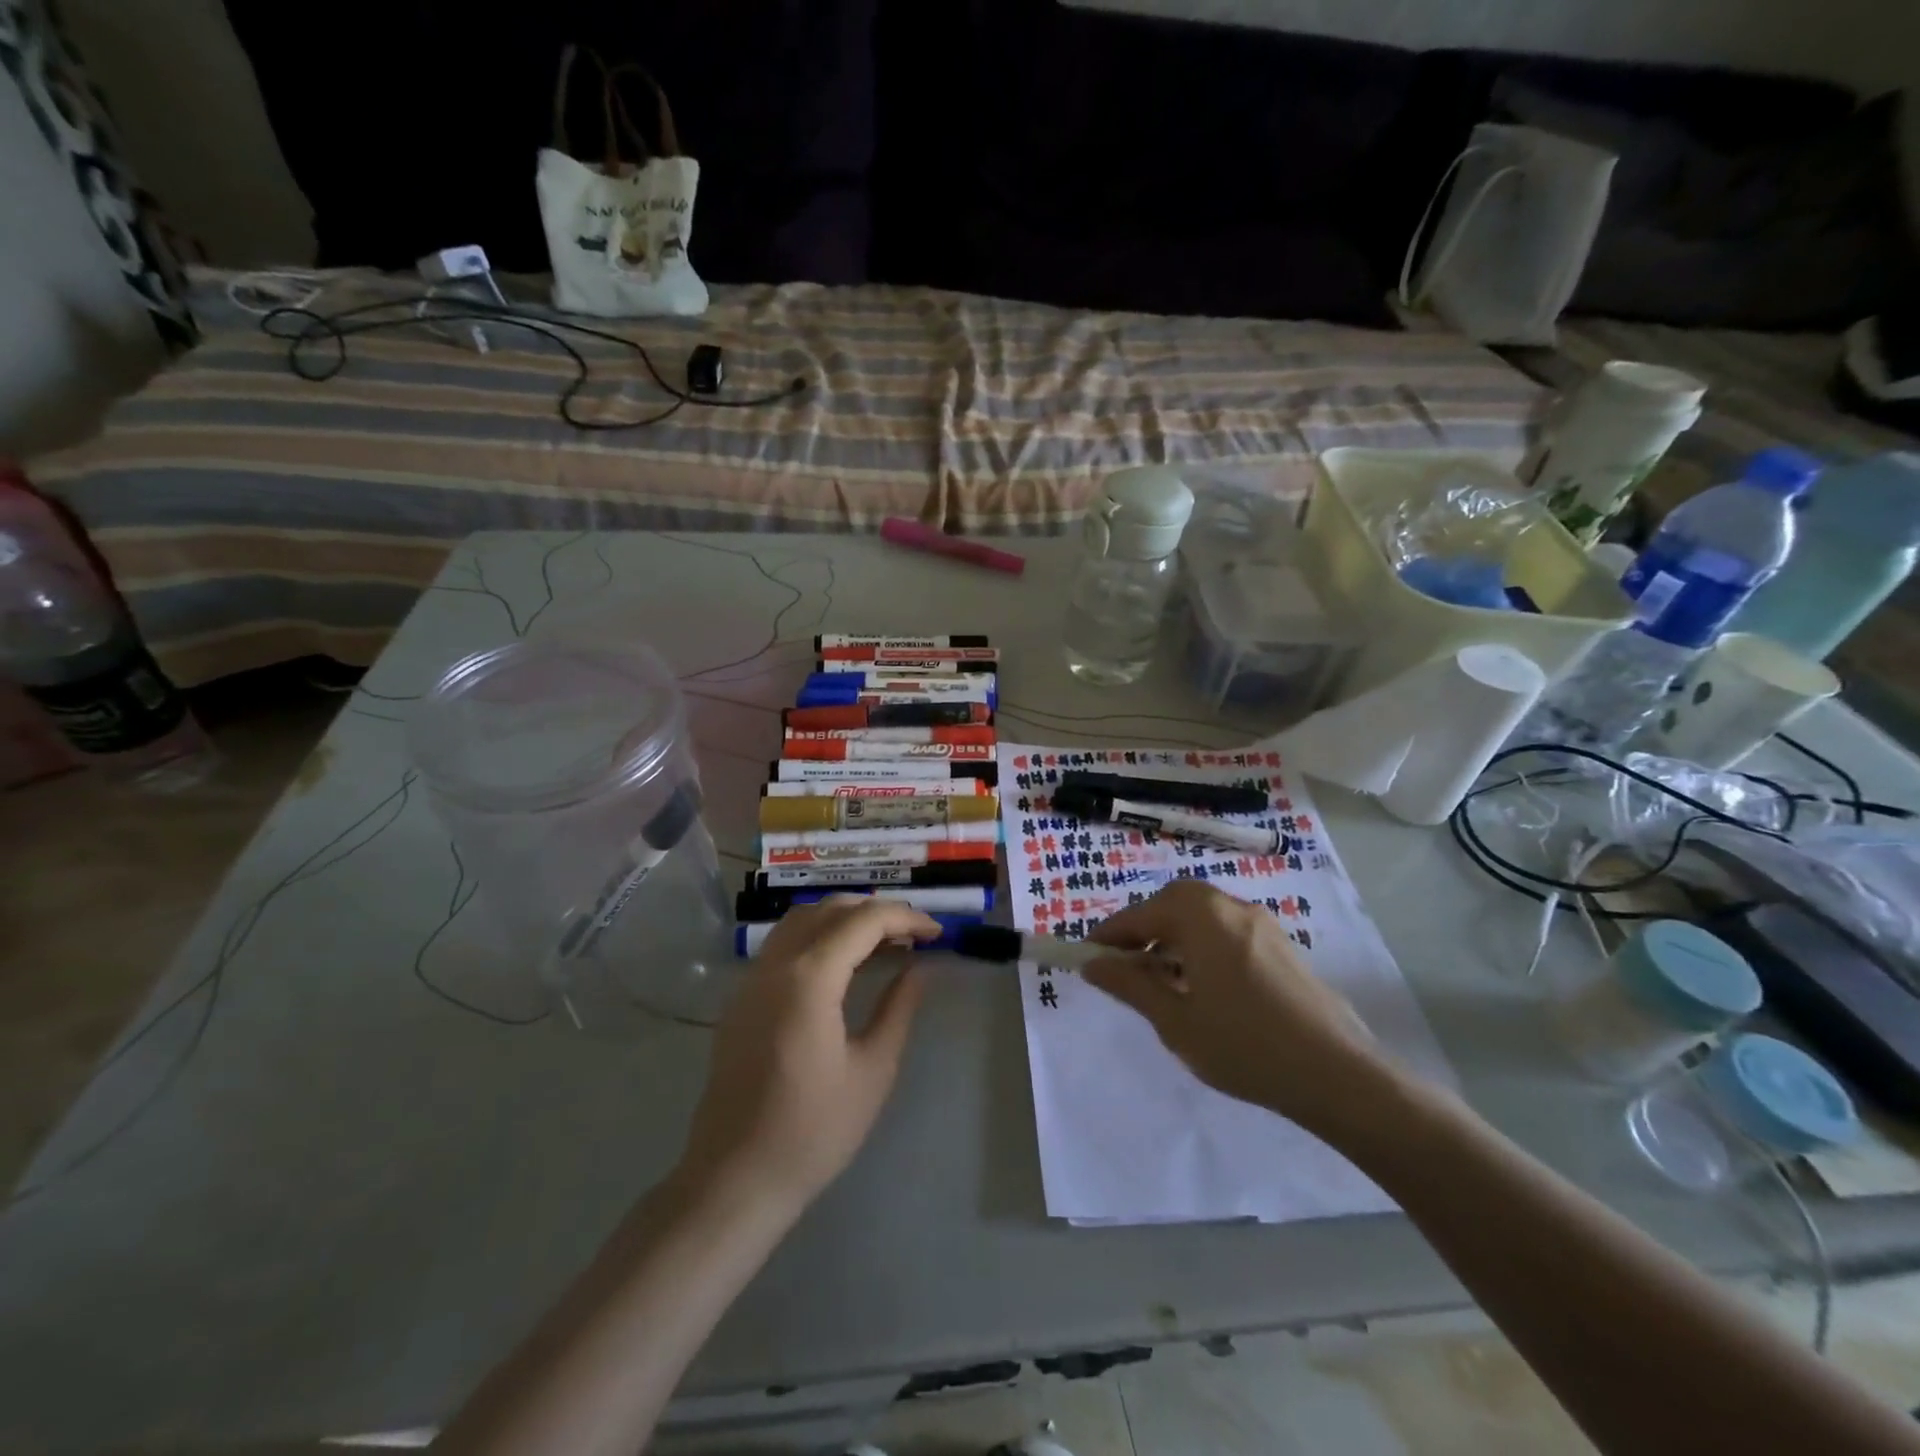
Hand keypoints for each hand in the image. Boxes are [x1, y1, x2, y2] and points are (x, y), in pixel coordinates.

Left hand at [678, 898, 937, 1210]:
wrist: (736, 1178)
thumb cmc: (813, 1131)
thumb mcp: (873, 1070)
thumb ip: (898, 1008)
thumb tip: (918, 968)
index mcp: (809, 978)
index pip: (864, 920)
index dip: (906, 918)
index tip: (938, 933)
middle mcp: (776, 964)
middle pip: (832, 909)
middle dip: (878, 911)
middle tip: (915, 935)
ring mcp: (753, 977)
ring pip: (803, 918)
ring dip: (846, 918)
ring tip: (883, 942)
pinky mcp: (743, 996)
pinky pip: (785, 941)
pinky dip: (819, 934)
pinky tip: (843, 963)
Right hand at [1085, 879, 1392, 1136]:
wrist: (1338, 1075)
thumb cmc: (1243, 1045)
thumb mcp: (1175, 1020)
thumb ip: (1130, 985)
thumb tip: (1093, 965)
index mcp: (1200, 915)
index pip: (1139, 915)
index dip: (1109, 937)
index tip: (1087, 959)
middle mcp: (1230, 906)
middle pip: (1173, 905)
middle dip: (1143, 931)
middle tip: (1125, 967)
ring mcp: (1262, 923)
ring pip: (1202, 918)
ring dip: (1173, 939)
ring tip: (1162, 982)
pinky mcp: (1282, 945)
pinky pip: (1227, 932)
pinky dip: (1203, 947)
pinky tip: (1204, 988)